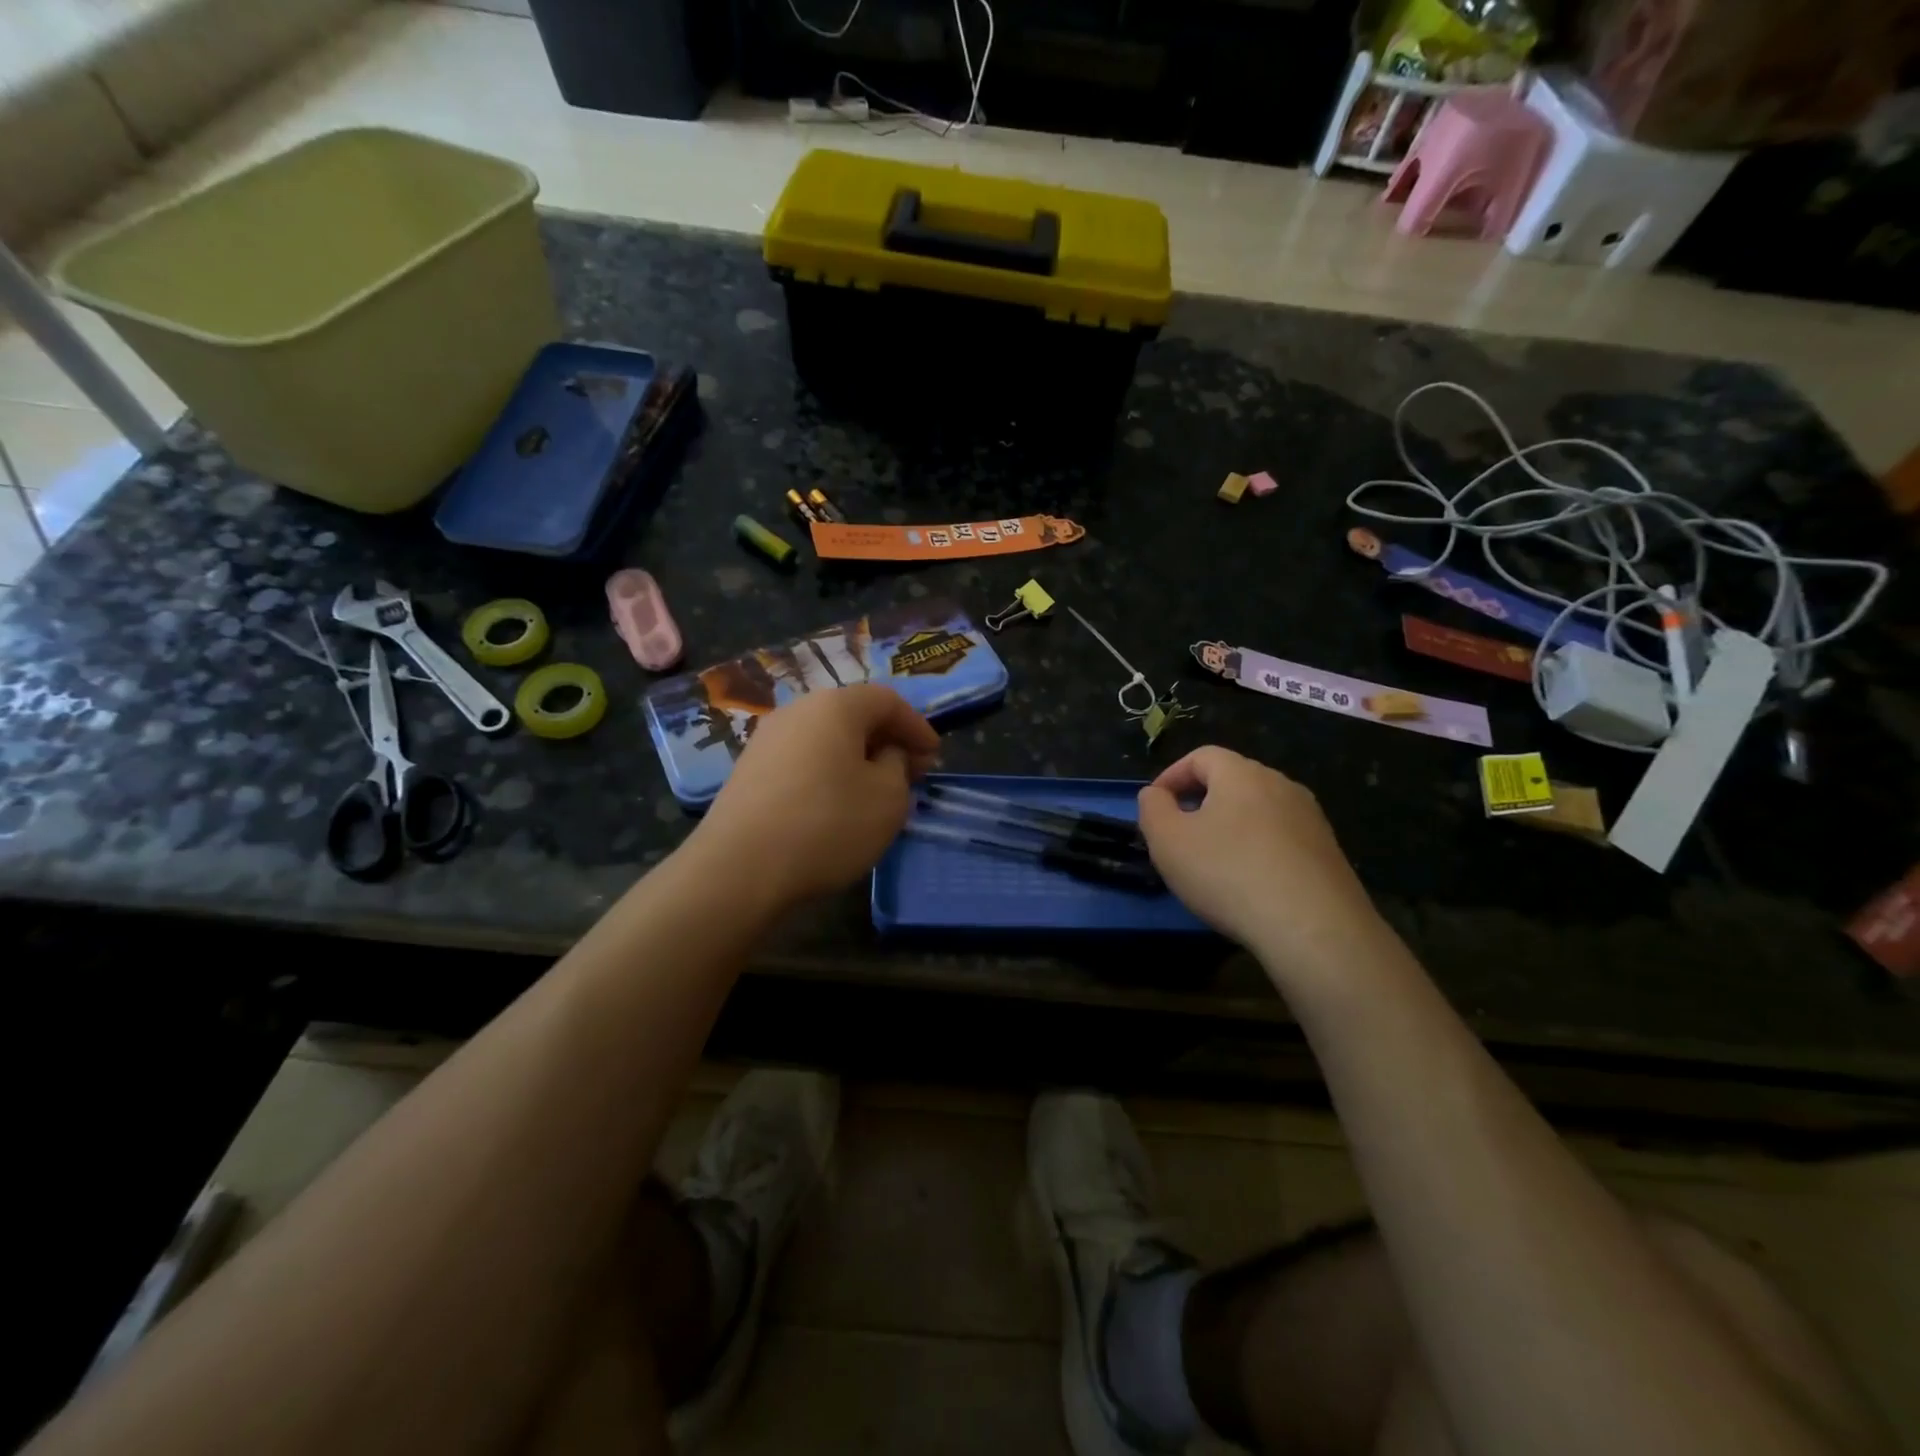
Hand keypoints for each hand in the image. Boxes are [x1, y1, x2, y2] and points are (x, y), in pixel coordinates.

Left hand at [690, 685, 938, 908]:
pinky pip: (802, 759)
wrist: (739, 868)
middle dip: (887, 740)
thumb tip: (885, 754)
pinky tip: (836, 804)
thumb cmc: (828, 824)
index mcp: (835, 705)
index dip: (917, 726)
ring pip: (826, 738)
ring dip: (857, 758)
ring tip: (875, 790)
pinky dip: (828, 772)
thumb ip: (898, 765)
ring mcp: (767, 739)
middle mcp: (797, 710)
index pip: (887, 700)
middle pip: (853, 715)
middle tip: (911, 773)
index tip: (935, 756)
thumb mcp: (888, 797)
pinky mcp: (748, 770)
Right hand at [1137, 746, 1399, 988]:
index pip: (1201, 756)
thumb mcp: (1168, 840)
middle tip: (1179, 833)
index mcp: (1242, 774)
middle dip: (1201, 799)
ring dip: (1231, 826)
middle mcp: (1281, 785)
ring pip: (1259, 810)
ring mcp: (1311, 819)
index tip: (1154, 805)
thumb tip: (1156, 795)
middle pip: (1233, 780)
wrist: (1314, 928)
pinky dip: (1258, 849)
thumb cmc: (1228, 874)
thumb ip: (1152, 808)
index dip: (1171, 775)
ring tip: (1212, 860)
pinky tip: (1249, 883)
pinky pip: (1282, 838)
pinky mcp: (1329, 852)